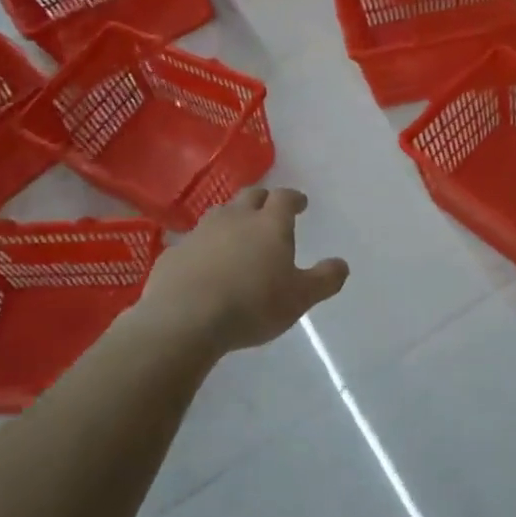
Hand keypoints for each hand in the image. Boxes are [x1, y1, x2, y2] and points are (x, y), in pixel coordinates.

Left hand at [140, 188, 348, 353]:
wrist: (184, 319)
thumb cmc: (252, 305)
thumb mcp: (300, 298)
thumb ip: (324, 279)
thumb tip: (342, 264)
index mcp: (269, 224)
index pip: (284, 198)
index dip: (294, 198)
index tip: (300, 204)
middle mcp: (235, 219)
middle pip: (250, 197)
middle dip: (262, 201)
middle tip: (269, 212)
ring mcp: (200, 233)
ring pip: (219, 215)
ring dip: (232, 220)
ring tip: (237, 236)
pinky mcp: (174, 253)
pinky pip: (194, 243)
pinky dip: (204, 248)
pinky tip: (205, 266)